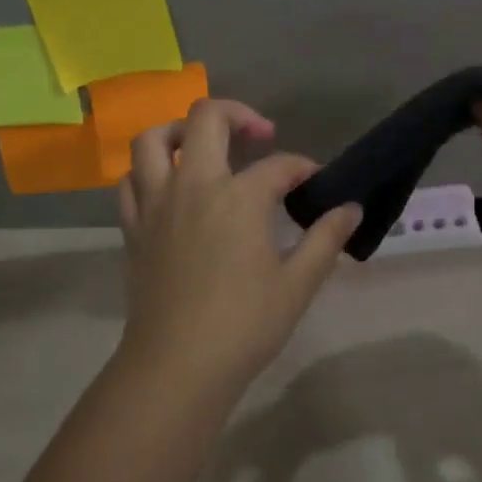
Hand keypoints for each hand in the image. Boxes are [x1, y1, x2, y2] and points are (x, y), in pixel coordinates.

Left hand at [116, 99, 360, 402]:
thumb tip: (351, 209)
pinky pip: (131, 181)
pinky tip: (168, 187)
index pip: (279, 165)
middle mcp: (194, 185)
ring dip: (180, 130)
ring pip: (154, 139)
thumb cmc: (244, 325)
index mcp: (239, 197)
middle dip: (238, 115)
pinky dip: (148, 171)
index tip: (315, 182)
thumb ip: (325, 239)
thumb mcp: (297, 284)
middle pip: (206, 118)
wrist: (176, 366)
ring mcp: (157, 202)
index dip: (302, 168)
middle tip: (259, 135)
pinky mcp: (134, 226)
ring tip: (202, 145)